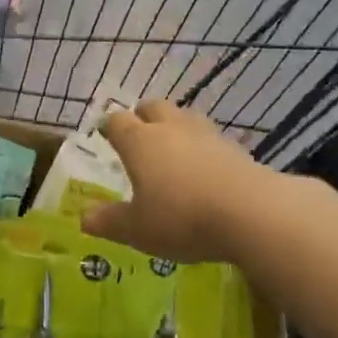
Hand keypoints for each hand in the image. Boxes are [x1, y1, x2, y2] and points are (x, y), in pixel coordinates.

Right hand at [81, 100, 286, 262]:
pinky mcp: (235, 148)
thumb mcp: (138, 229)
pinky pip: (211, 139)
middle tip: (140, 136)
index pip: (117, 121)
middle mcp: (170, 128)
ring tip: (174, 149)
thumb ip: (111, 222)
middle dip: (143, 116)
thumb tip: (84, 218)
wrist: (252, 213)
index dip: (110, 127)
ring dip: (175, 127)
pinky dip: (203, 148)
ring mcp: (206, 135)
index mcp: (139, 142)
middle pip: (153, 107)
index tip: (106, 135)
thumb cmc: (182, 218)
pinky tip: (206, 168)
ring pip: (184, 117)